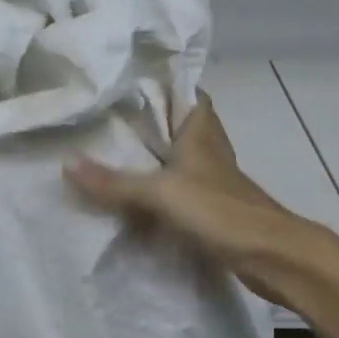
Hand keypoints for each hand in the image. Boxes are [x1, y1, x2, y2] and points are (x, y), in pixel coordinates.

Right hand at [64, 93, 323, 306]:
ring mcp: (214, 181)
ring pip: (181, 158)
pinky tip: (137, 198)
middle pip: (181, 126)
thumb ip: (115, 182)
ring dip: (156, 157)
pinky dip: (162, 190)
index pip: (188, 93)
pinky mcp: (215, 209)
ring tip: (116, 154)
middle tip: (110, 119)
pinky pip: (181, 190)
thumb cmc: (220, 211)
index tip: (130, 82)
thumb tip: (67, 164)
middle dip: (151, 122)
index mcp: (201, 133)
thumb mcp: (160, 193)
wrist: (271, 256)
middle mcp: (209, 151)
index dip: (165, 84)